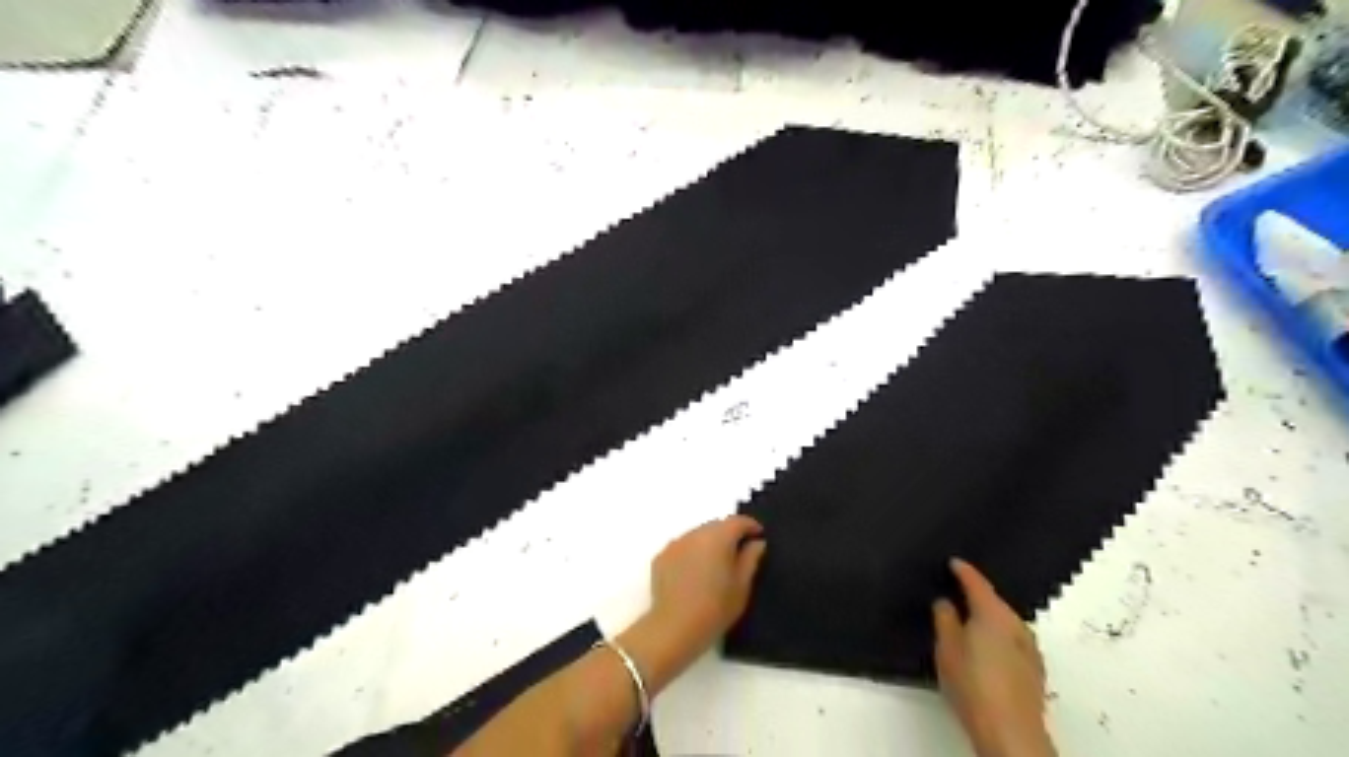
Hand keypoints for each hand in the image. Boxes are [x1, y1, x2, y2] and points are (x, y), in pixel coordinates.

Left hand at [648, 517, 762, 652]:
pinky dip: (692, 553)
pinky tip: (694, 573)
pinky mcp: (661, 557)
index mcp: (718, 537)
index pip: (738, 521)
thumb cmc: (716, 608)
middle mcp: (695, 533)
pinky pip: (682, 547)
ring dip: (709, 542)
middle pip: (716, 525)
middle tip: (738, 552)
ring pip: (698, 535)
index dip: (751, 526)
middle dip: (729, 534)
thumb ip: (751, 558)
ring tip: (715, 564)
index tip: (759, 535)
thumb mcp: (742, 585)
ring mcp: (675, 544)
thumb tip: (756, 542)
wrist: (675, 628)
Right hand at [936, 557, 1058, 755]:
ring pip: (1004, 622)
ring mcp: (1029, 647)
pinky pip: (1011, 640)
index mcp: (993, 612)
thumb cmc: (973, 683)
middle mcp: (1015, 624)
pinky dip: (998, 636)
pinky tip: (986, 648)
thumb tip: (946, 602)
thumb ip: (945, 619)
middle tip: (955, 592)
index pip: (977, 582)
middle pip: (994, 602)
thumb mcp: (947, 647)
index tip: (953, 561)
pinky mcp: (1034, 669)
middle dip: (976, 596)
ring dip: (988, 618)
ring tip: (967, 622)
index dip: (963, 570)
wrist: (1010, 731)